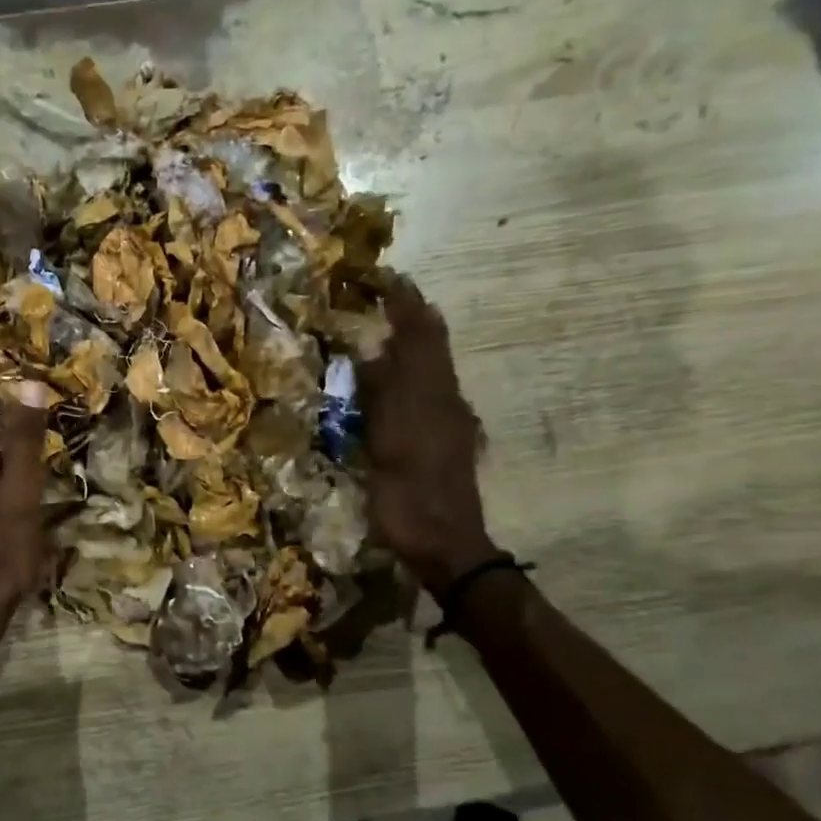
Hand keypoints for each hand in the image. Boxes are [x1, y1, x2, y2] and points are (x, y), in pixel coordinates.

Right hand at [358, 279, 498, 597]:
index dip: (405, 304)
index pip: (421, 334)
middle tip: (388, 295)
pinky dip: (413, 372)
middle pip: (433, 346)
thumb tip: (372, 347)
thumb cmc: (409, 496)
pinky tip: (399, 379)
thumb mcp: (387, 444)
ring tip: (391, 327)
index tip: (387, 277)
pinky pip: (429, 390)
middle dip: (413, 316)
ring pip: (433, 367)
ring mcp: (447, 421)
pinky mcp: (443, 441)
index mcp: (432, 394)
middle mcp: (445, 399)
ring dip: (415, 342)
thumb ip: (381, 393)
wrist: (444, 543)